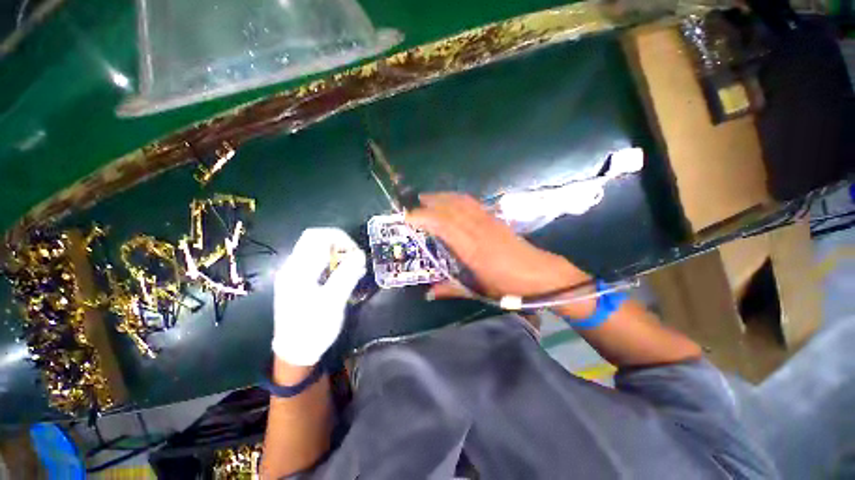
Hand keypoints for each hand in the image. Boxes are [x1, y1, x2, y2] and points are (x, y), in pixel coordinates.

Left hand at [272, 228, 365, 365]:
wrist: (295, 353)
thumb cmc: (314, 328)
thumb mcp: (333, 302)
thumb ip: (346, 275)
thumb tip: (360, 254)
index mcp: (298, 269)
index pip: (318, 236)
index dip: (340, 238)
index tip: (356, 253)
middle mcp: (293, 266)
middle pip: (317, 240)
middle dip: (340, 245)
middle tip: (355, 259)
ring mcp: (295, 273)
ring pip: (319, 250)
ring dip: (339, 255)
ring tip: (355, 270)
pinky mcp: (300, 281)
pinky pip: (319, 262)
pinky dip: (334, 263)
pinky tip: (346, 276)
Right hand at [406, 193, 594, 317]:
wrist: (542, 275)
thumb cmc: (509, 286)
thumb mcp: (479, 290)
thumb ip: (451, 289)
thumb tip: (429, 293)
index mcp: (472, 249)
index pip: (444, 225)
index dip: (425, 217)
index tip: (408, 217)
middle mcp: (478, 230)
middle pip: (451, 208)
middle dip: (430, 202)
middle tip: (413, 204)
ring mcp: (488, 222)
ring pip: (462, 202)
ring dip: (443, 197)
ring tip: (428, 198)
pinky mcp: (495, 219)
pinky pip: (472, 204)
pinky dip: (457, 199)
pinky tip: (451, 201)